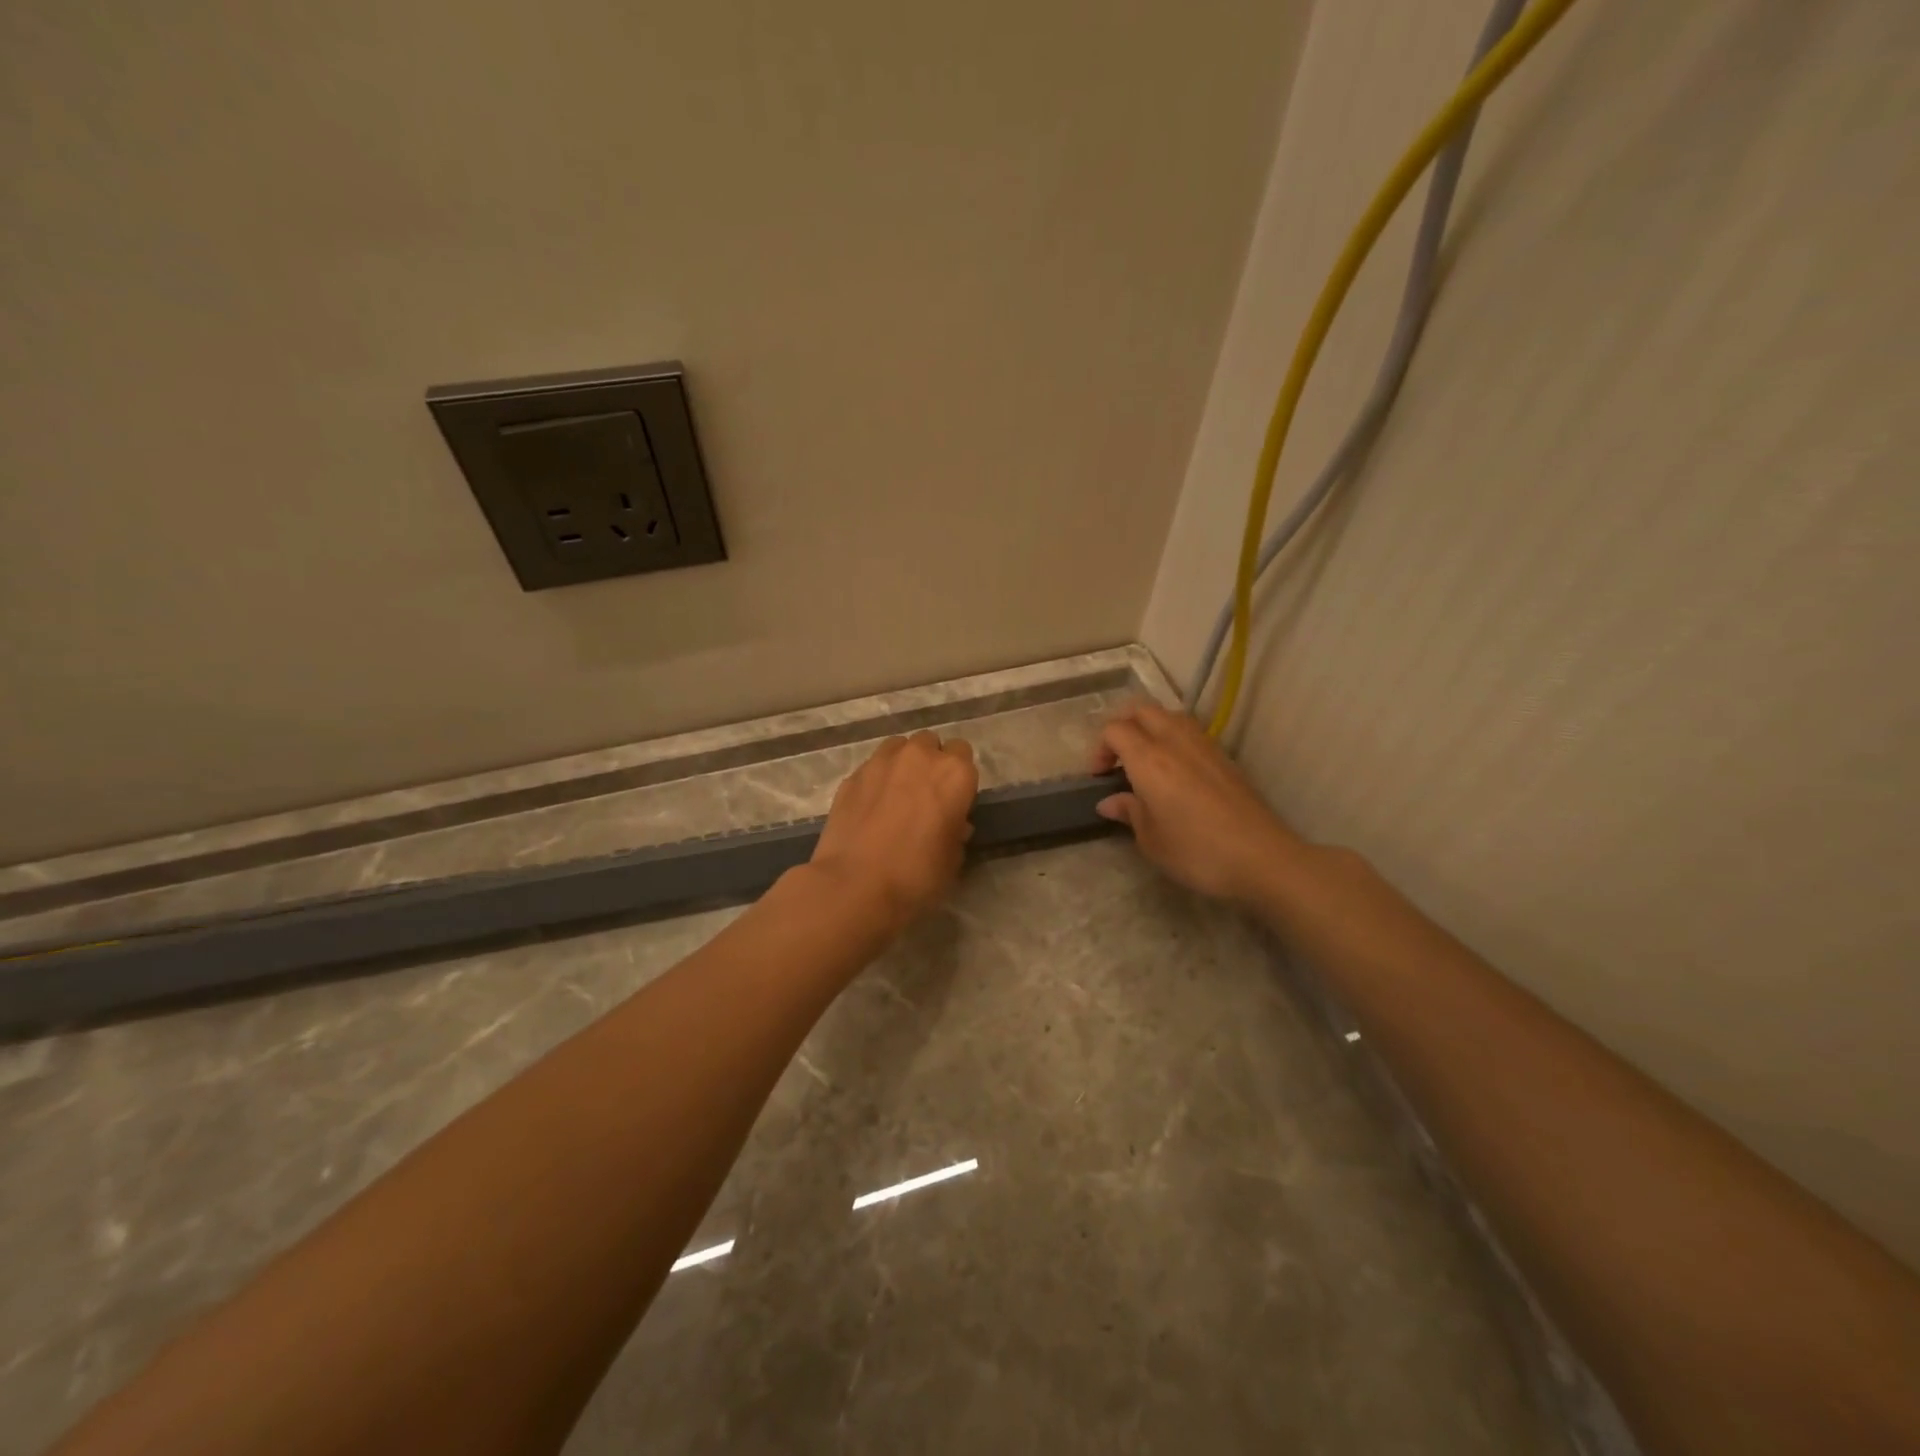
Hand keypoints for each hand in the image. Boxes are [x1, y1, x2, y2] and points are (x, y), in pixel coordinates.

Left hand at [810, 731, 978, 930]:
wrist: (855, 884)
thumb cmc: (917, 875)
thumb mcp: (953, 859)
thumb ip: (956, 831)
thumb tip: (952, 823)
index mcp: (954, 773)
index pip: (964, 754)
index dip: (958, 777)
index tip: (953, 800)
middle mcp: (919, 756)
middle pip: (930, 744)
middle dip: (931, 763)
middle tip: (925, 796)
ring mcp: (881, 761)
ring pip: (899, 747)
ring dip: (903, 764)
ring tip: (896, 795)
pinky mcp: (852, 775)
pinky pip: (872, 766)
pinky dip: (876, 779)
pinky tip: (871, 806)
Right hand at [1093, 702, 1303, 905]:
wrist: (1262, 858)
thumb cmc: (1197, 852)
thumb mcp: (1151, 840)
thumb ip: (1129, 812)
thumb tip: (1110, 802)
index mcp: (1149, 760)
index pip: (1115, 730)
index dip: (1100, 748)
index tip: (1099, 777)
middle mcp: (1174, 742)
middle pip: (1141, 710)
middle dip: (1122, 726)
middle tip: (1117, 758)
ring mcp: (1204, 745)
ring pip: (1169, 715)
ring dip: (1149, 728)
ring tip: (1145, 759)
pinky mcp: (1224, 757)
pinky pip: (1190, 731)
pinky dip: (1172, 738)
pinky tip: (1174, 771)